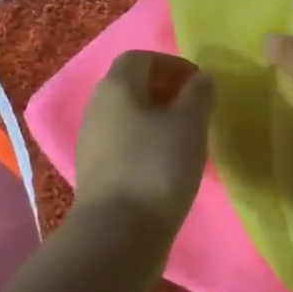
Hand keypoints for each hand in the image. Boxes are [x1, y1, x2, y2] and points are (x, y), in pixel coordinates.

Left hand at [73, 51, 215, 235]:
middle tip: (196, 109)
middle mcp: (96, 108)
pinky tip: (168, 164)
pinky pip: (124, 144)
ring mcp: (91, 142)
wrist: (118, 233)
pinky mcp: (96, 172)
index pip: (140, 58)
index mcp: (115, 87)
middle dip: (165, 91)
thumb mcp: (189, 124)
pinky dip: (146, 144)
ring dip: (157, 119)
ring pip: (127, 117)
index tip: (198, 82)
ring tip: (187, 138)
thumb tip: (201, 78)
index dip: (171, 63)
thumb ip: (199, 94)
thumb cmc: (157, 167)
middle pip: (131, 86)